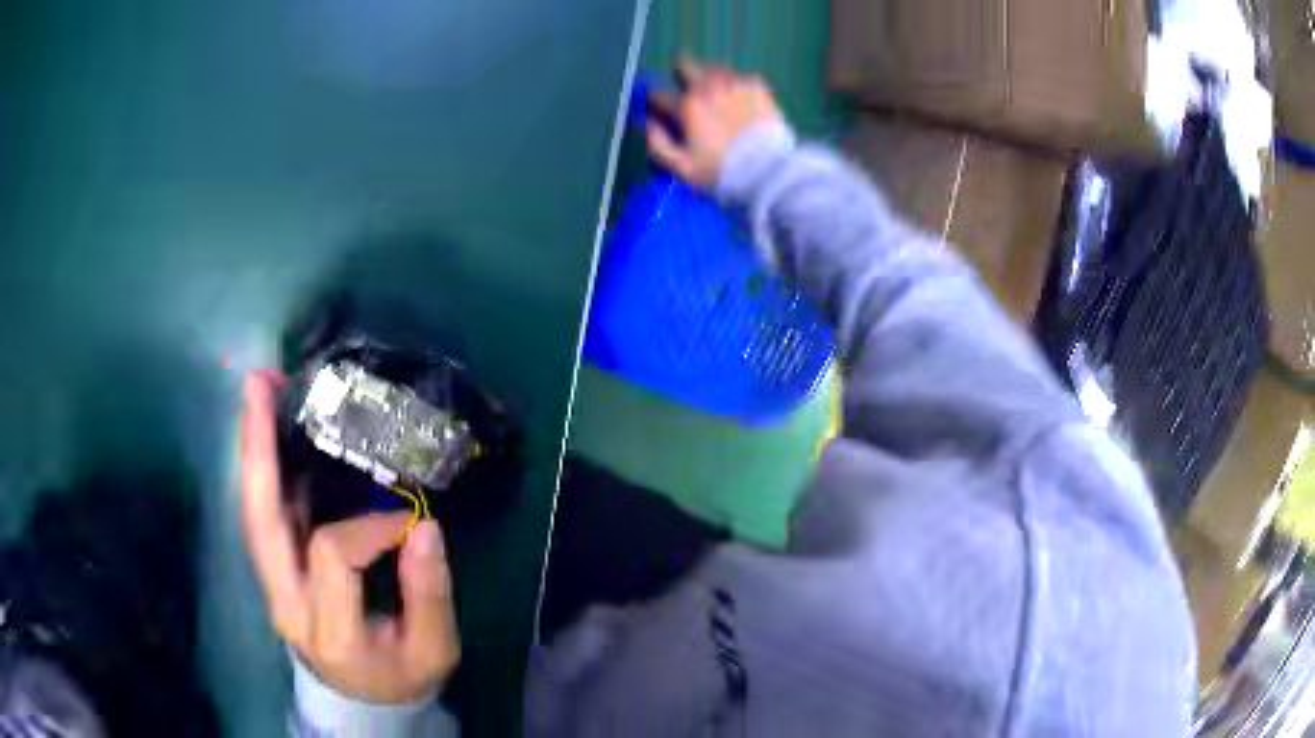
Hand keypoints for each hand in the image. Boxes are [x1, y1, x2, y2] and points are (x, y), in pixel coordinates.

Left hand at [241, 372, 459, 703]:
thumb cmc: (400, 677)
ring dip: (254, 449)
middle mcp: (287, 601)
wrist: (363, 702)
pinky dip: (266, 471)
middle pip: (260, 519)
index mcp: (328, 627)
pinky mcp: (276, 573)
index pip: (333, 551)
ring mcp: (274, 586)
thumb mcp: (433, 650)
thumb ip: (430, 594)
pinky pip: (264, 516)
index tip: (411, 521)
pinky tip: (274, 435)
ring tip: (261, 392)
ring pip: (253, 511)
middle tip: (261, 384)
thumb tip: (423, 526)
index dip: (372, 526)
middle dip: (257, 447)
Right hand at [647, 60, 785, 189]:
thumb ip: (658, 144)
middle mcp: (708, 88)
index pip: (657, 94)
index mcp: (686, 107)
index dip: (656, 104)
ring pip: (713, 68)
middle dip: (681, 75)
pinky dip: (736, 86)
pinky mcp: (758, 86)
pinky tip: (741, 102)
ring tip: (717, 97)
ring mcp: (734, 83)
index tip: (662, 112)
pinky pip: (740, 77)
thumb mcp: (682, 169)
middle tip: (688, 91)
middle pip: (684, 64)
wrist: (770, 172)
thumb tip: (647, 124)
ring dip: (710, 79)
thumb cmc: (723, 174)